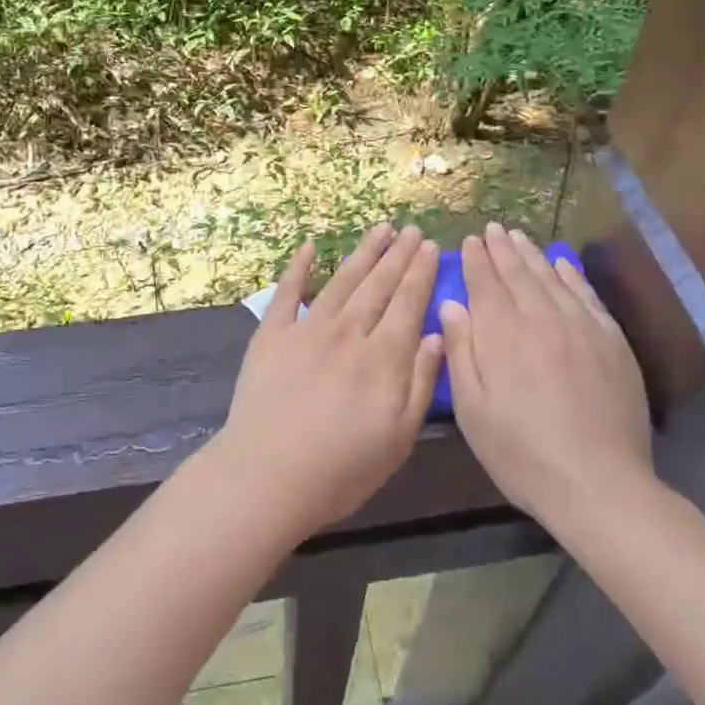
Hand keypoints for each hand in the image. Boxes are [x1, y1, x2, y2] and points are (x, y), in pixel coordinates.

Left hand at [213, 224, 442, 539]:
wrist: (268, 475)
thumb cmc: (342, 469)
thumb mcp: (399, 437)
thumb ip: (421, 383)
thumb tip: (436, 334)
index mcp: (383, 357)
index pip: (408, 303)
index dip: (420, 273)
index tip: (430, 247)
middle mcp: (349, 332)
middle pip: (379, 285)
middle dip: (398, 255)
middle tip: (412, 229)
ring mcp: (307, 328)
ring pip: (342, 281)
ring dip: (363, 253)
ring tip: (380, 229)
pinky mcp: (272, 335)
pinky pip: (288, 292)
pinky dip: (298, 266)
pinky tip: (310, 246)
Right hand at [438, 223, 652, 522]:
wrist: (598, 483)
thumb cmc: (521, 453)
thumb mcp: (473, 410)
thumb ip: (460, 352)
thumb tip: (452, 305)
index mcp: (503, 334)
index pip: (486, 283)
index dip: (476, 260)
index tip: (470, 241)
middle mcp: (541, 318)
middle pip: (519, 273)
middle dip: (502, 249)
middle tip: (493, 229)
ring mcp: (581, 327)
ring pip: (551, 278)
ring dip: (533, 255)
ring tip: (519, 238)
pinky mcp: (611, 340)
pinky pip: (586, 295)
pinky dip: (571, 275)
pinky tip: (562, 265)